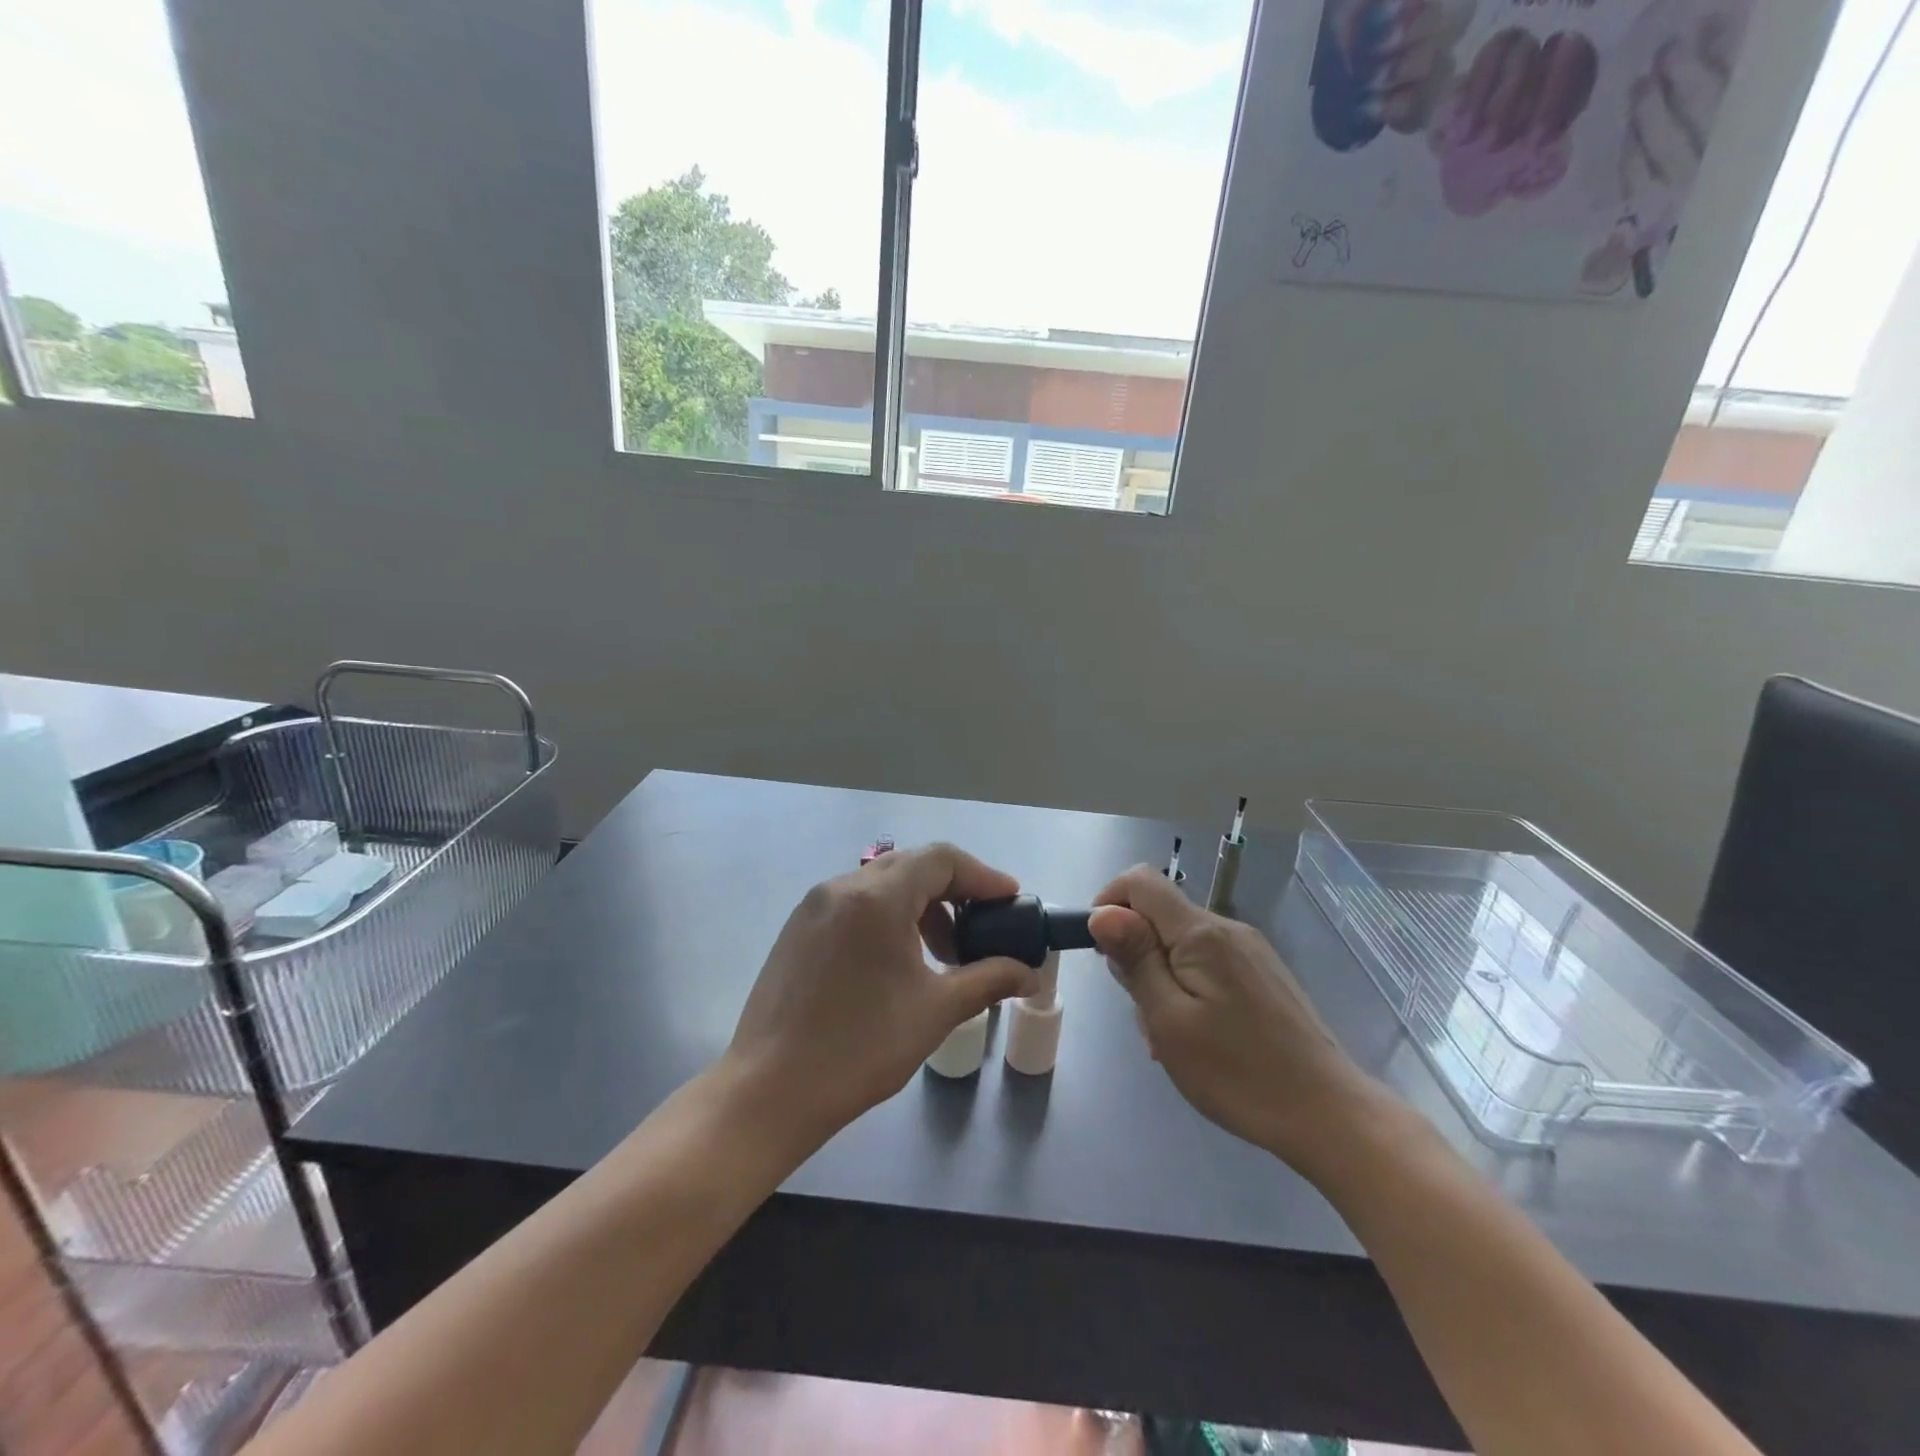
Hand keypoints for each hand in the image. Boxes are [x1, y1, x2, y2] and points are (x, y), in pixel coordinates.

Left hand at [727, 844, 1038, 1142]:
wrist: (769, 1091)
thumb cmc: (860, 1048)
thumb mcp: (936, 1011)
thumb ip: (989, 980)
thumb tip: (1029, 973)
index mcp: (876, 897)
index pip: (941, 859)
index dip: (982, 876)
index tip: (1010, 902)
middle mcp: (841, 887)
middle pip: (912, 866)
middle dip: (954, 891)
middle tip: (983, 927)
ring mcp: (814, 906)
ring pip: (881, 884)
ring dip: (921, 907)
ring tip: (944, 953)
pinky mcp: (798, 929)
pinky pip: (855, 904)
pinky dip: (888, 917)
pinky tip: (899, 960)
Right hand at [1090, 866, 1387, 1178]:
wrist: (1329, 1114)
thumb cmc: (1238, 1072)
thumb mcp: (1169, 1020)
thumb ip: (1135, 960)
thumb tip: (1102, 912)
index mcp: (1201, 932)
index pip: (1140, 880)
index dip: (1109, 903)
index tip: (1102, 953)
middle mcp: (1227, 928)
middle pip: (1160, 914)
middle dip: (1136, 951)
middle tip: (1142, 1012)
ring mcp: (1250, 951)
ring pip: (1182, 943)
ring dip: (1161, 976)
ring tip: (1169, 1036)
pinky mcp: (1264, 974)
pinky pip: (1209, 963)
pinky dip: (1188, 987)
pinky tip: (1199, 1036)